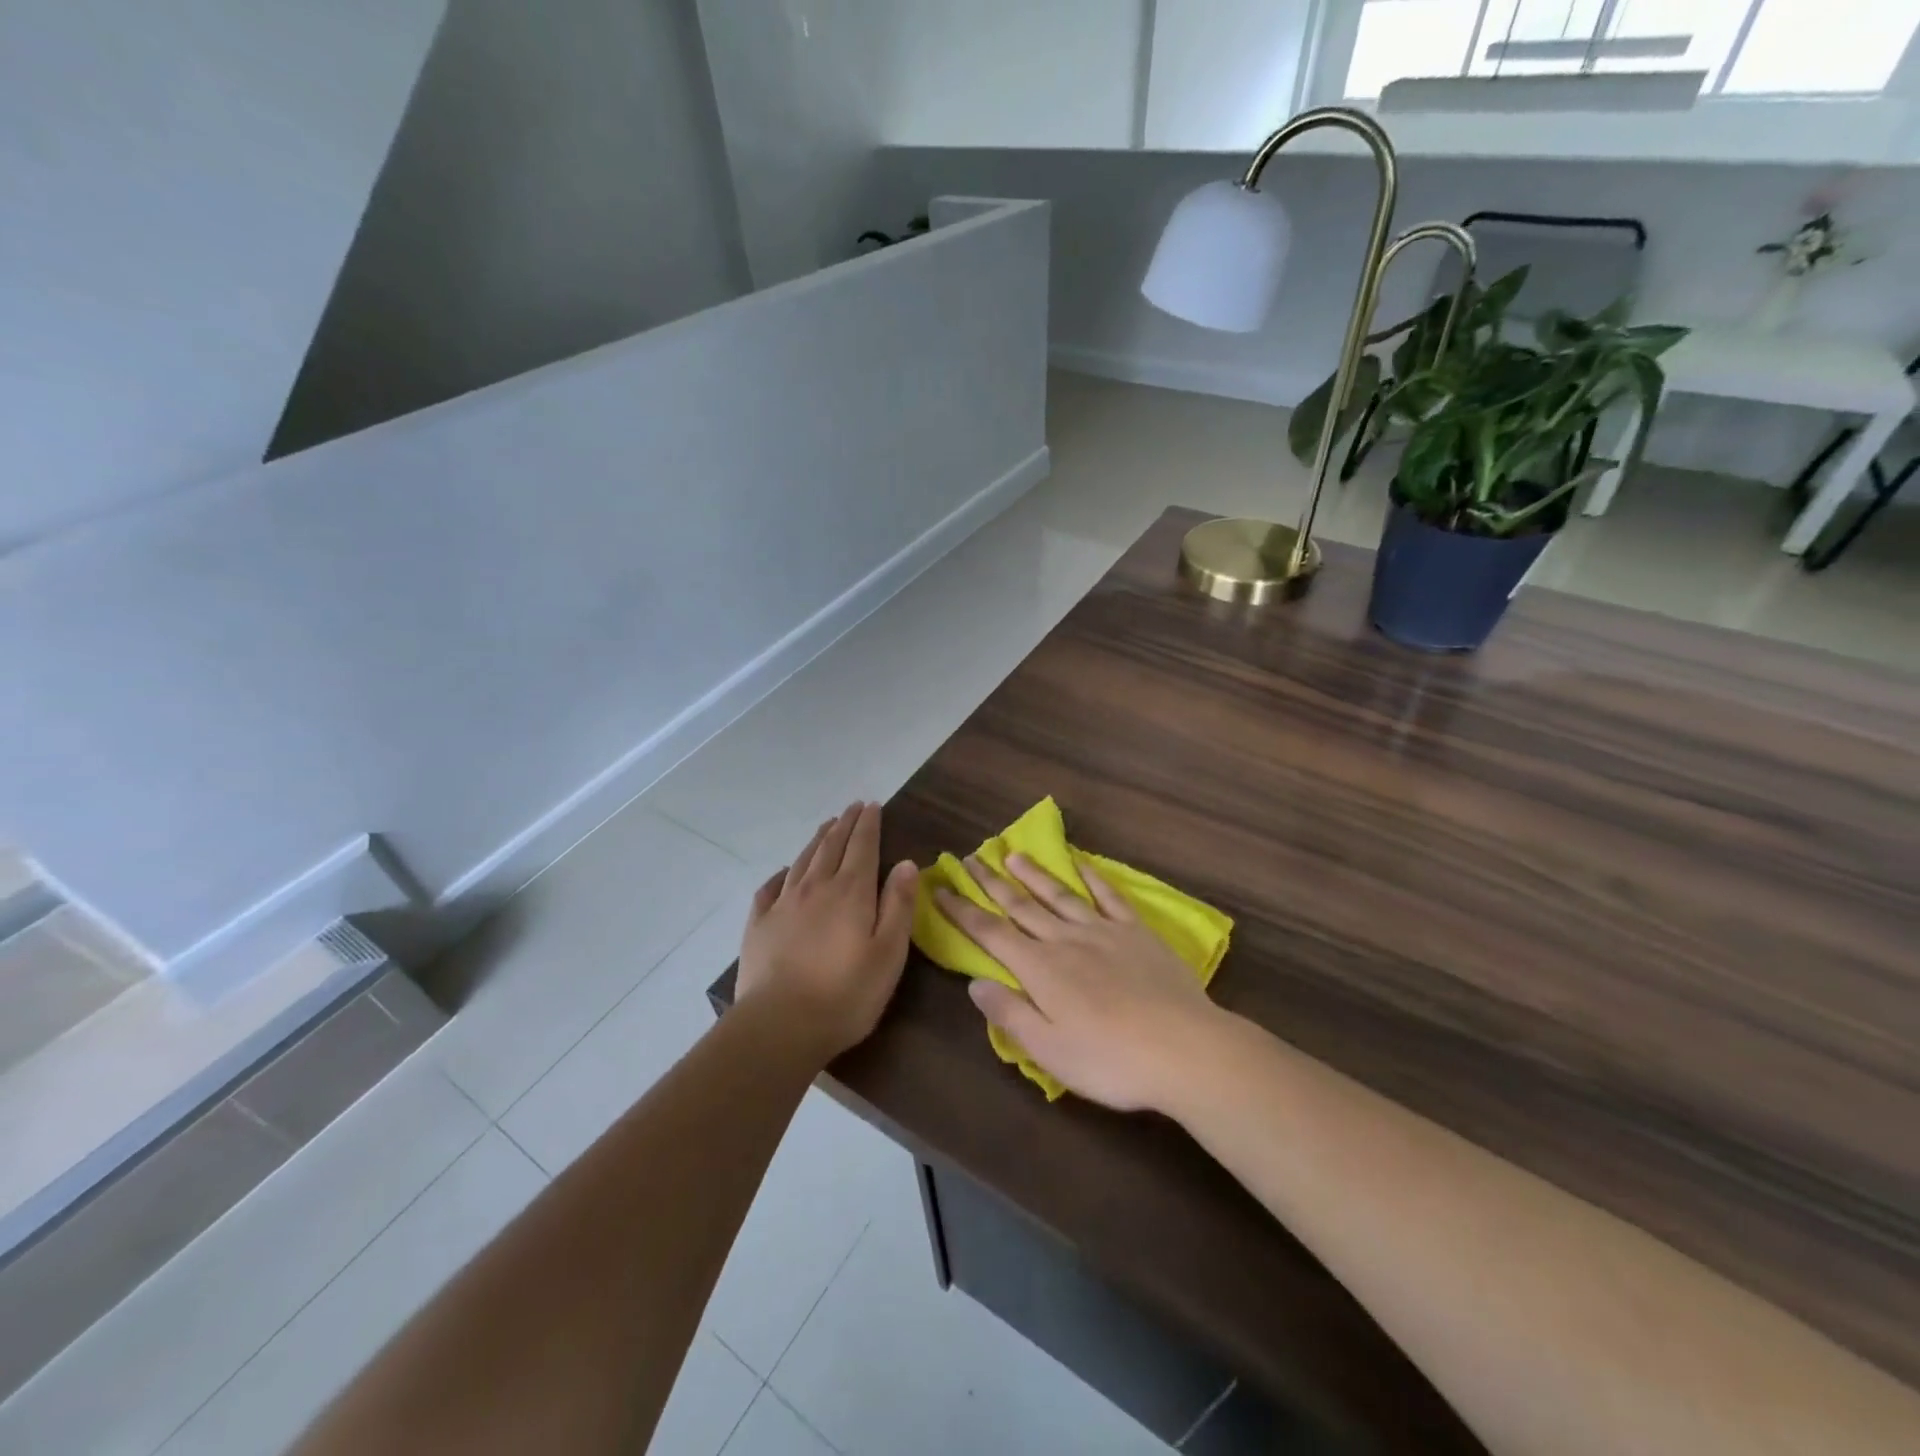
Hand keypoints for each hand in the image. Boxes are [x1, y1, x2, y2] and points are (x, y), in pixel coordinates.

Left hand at [738, 802, 918, 1060]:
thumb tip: (906, 863)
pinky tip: (786, 871)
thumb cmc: (846, 994)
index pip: (862, 847)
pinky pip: (770, 887)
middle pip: (831, 846)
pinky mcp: (758, 925)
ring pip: (803, 861)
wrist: (780, 1025)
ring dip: (817, 840)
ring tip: (827, 826)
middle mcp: (815, 888)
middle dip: (845, 824)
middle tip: (853, 808)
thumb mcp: (889, 953)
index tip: (872, 805)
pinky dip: (782, 873)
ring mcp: (783, 904)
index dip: (868, 824)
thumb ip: (898, 905)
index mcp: (851, 892)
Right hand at [935, 853, 1226, 1112]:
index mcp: (1040, 969)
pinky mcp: (1136, 932)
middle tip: (969, 859)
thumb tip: (975, 982)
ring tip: (1012, 854)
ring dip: (1033, 874)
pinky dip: (1092, 878)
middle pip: (1021, 906)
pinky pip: (1109, 897)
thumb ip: (1010, 1013)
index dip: (963, 911)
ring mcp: (1103, 931)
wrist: (1184, 1048)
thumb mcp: (1049, 1049)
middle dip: (991, 882)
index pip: (991, 933)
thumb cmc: (1110, 1059)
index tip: (941, 889)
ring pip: (1059, 895)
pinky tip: (1081, 865)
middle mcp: (1065, 940)